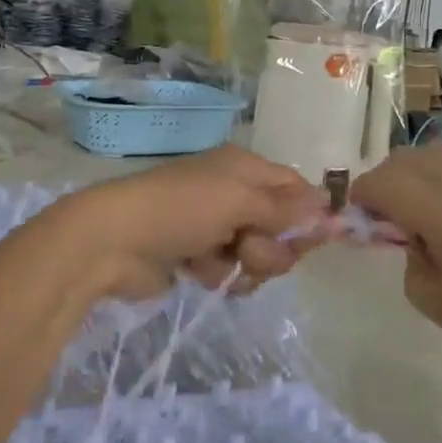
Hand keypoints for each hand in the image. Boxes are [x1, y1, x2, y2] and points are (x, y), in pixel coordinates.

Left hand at [51, 147, 327, 300]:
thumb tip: (328, 206)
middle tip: (250, 249)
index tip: (319, 239)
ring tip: (219, 261)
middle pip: (280, 226)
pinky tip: (197, 272)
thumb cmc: (181, 209)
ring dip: (245, 263)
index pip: (294, 187)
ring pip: (257, 253)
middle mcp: (233, 193)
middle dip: (271, 245)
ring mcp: (214, 226)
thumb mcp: (238, 201)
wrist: (113, 241)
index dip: (308, 213)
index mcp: (244, 168)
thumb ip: (284, 209)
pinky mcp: (197, 257)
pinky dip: (219, 274)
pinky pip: (230, 271)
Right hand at [350, 139, 441, 377]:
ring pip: (440, 149)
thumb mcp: (424, 292)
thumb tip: (396, 219)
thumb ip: (403, 245)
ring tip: (424, 199)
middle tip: (387, 209)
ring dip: (420, 171)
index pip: (385, 183)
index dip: (363, 194)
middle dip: (387, 181)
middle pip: (408, 159)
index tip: (359, 211)